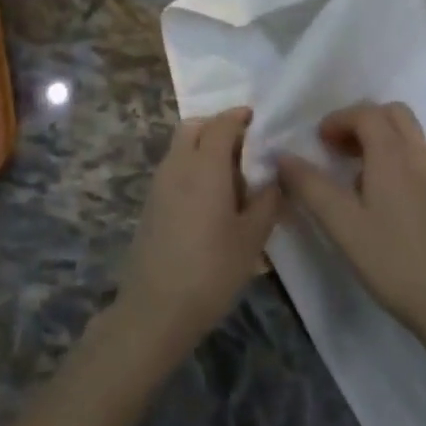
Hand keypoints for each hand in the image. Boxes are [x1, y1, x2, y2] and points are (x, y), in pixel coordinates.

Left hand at [117, 107, 281, 352]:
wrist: (155, 309)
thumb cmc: (211, 270)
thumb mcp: (252, 238)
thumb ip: (267, 201)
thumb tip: (274, 179)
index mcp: (205, 166)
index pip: (221, 124)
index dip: (239, 116)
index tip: (255, 118)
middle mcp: (177, 165)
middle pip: (193, 127)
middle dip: (217, 127)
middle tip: (244, 147)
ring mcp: (159, 184)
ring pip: (180, 147)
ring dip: (203, 148)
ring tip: (231, 178)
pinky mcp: (150, 204)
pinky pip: (174, 169)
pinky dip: (192, 167)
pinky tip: (210, 199)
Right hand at [277, 101, 425, 337]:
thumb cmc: (392, 260)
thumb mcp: (342, 224)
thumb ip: (310, 186)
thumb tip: (282, 157)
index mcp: (393, 155)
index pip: (366, 113)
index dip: (338, 119)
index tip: (318, 141)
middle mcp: (420, 156)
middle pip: (394, 114)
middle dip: (362, 121)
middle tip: (338, 149)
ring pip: (410, 136)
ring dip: (381, 140)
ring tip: (356, 176)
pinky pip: (420, 160)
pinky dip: (397, 160)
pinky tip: (383, 199)